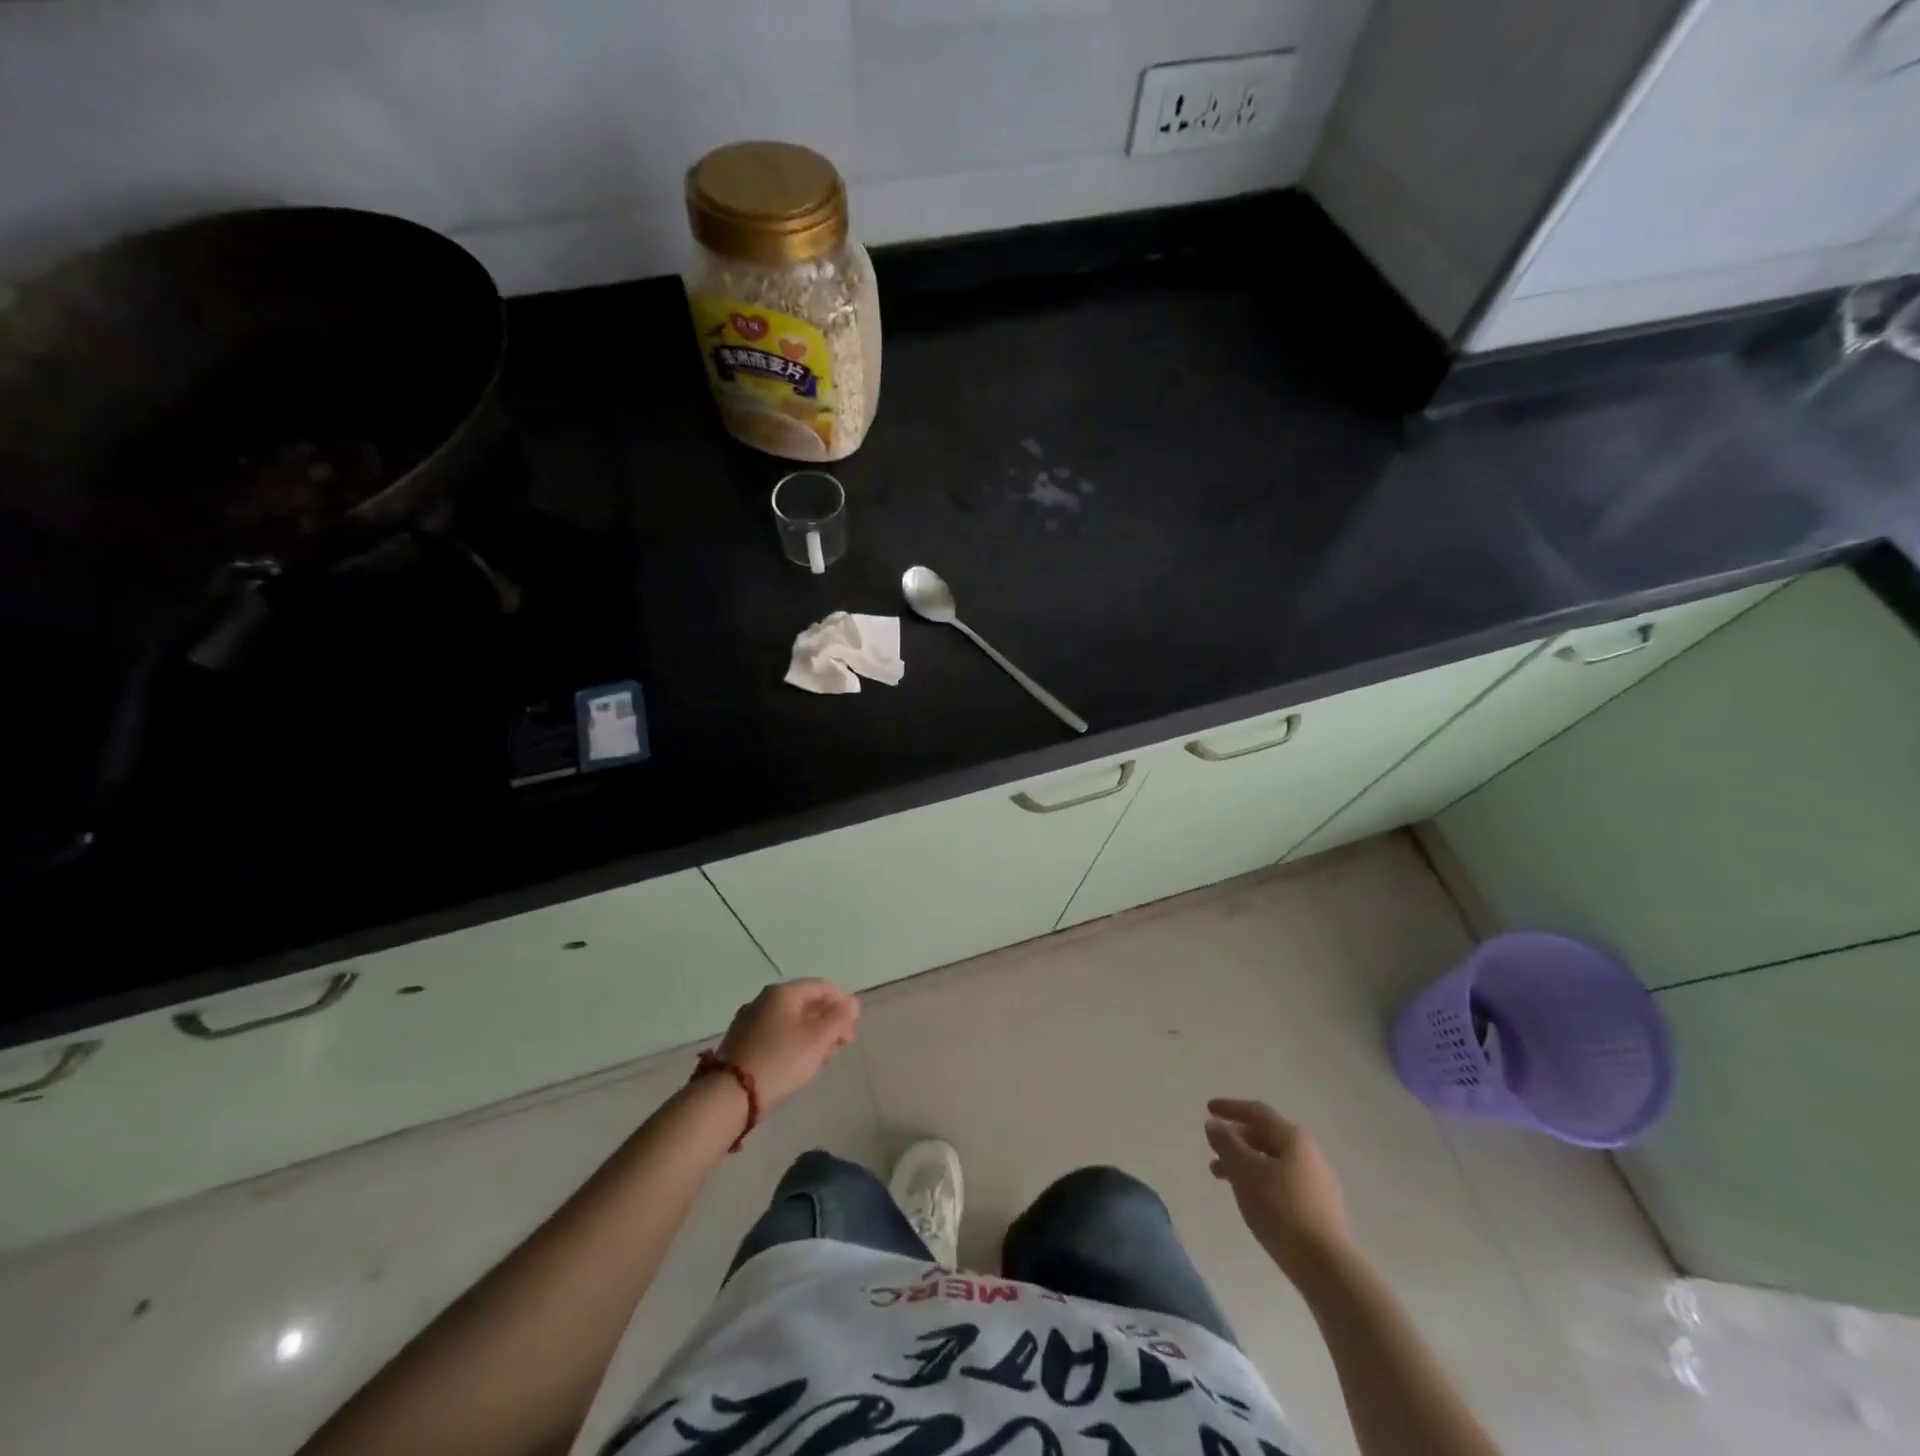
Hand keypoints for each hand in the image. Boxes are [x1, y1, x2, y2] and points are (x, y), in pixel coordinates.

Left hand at [716, 980, 859, 1113]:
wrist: (730, 1095)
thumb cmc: (781, 1059)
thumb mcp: (818, 1039)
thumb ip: (839, 1019)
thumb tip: (852, 1004)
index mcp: (782, 992)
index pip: (821, 986)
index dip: (842, 1001)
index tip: (855, 1022)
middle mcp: (763, 1000)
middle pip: (805, 1003)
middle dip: (828, 1020)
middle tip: (844, 1041)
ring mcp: (749, 1021)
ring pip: (790, 1020)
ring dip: (813, 1033)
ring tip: (826, 1054)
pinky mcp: (741, 1043)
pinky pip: (776, 1034)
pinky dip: (794, 1042)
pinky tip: (801, 1061)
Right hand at [1206, 1098, 1355, 1282]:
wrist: (1327, 1268)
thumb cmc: (1281, 1210)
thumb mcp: (1245, 1171)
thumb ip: (1226, 1143)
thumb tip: (1214, 1124)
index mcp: (1293, 1138)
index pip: (1257, 1112)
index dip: (1230, 1108)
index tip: (1208, 1109)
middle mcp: (1308, 1153)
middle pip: (1265, 1135)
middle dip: (1236, 1139)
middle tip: (1212, 1149)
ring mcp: (1316, 1182)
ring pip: (1272, 1161)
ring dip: (1244, 1162)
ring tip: (1221, 1177)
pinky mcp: (1318, 1208)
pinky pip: (1281, 1181)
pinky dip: (1259, 1180)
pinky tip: (1249, 1197)